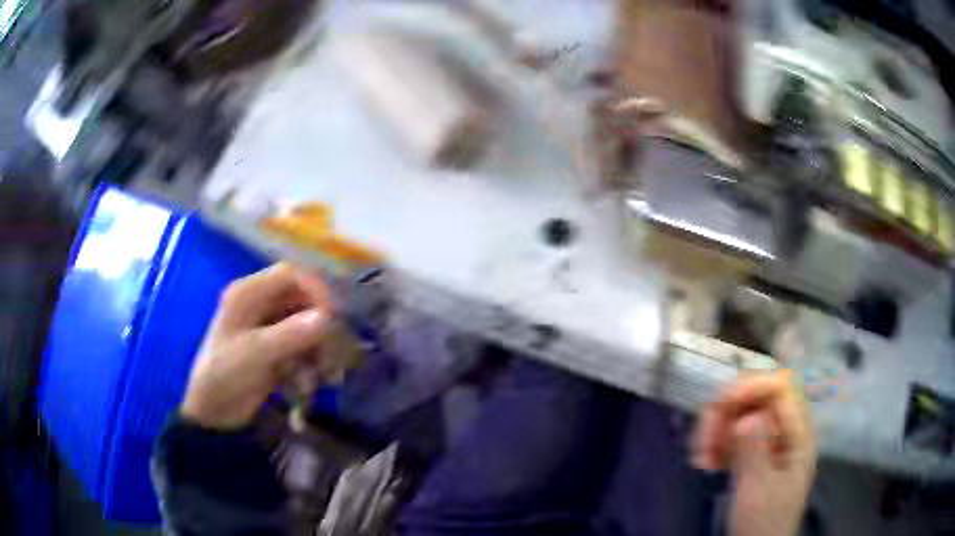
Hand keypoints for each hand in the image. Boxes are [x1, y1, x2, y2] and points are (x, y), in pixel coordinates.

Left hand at [181, 263, 332, 429]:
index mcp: (247, 294)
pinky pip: (301, 348)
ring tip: (320, 375)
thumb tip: (326, 319)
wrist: (213, 412)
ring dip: (316, 348)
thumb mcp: (255, 354)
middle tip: (330, 351)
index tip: (332, 316)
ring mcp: (267, 328)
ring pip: (304, 326)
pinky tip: (305, 385)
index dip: (314, 289)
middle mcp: (259, 305)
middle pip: (300, 300)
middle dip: (318, 325)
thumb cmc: (225, 375)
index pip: (289, 275)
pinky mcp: (274, 350)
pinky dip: (308, 364)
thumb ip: (290, 334)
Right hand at [693, 371, 815, 535]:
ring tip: (700, 456)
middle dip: (728, 412)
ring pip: (741, 418)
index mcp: (797, 437)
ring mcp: (766, 447)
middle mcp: (783, 435)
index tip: (722, 402)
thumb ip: (755, 452)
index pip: (781, 391)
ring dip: (717, 430)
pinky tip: (704, 463)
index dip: (753, 387)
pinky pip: (732, 440)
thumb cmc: (763, 524)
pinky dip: (716, 446)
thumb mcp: (759, 491)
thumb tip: (747, 416)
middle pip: (757, 401)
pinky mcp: (750, 460)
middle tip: (703, 435)